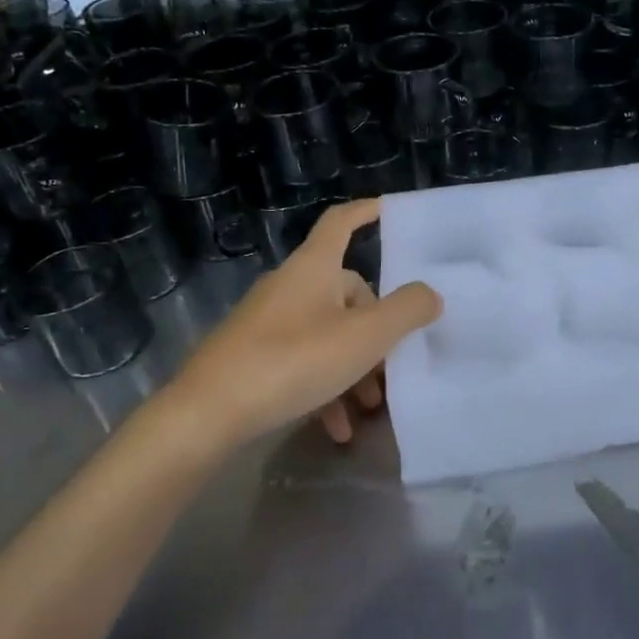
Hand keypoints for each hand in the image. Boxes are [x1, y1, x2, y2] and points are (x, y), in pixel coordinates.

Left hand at [163, 199, 441, 446]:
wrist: (207, 413)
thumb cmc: (293, 361)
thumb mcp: (364, 338)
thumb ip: (406, 311)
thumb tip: (430, 294)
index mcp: (314, 269)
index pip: (341, 222)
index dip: (367, 212)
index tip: (391, 211)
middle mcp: (290, 287)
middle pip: (345, 292)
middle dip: (376, 328)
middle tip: (394, 364)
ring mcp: (268, 321)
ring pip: (327, 334)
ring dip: (355, 368)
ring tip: (370, 408)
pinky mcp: (253, 356)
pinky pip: (302, 362)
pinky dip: (325, 389)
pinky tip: (336, 427)